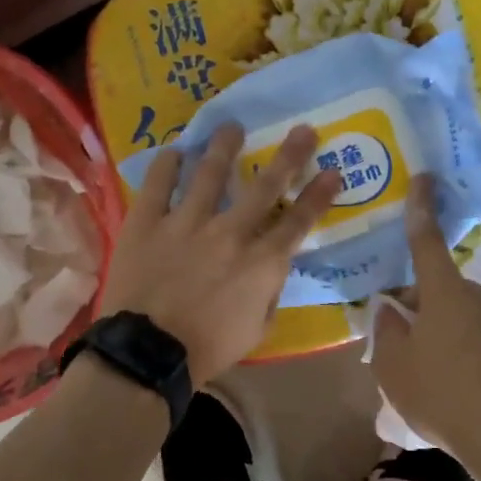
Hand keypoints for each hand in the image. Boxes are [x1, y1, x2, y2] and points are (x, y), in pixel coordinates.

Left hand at [98, 123, 340, 384]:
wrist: (148, 353)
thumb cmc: (208, 349)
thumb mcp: (257, 330)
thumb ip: (269, 294)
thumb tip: (270, 270)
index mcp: (260, 262)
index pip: (298, 221)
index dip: (319, 195)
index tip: (333, 172)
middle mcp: (230, 232)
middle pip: (264, 185)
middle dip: (289, 155)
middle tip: (302, 129)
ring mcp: (186, 222)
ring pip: (209, 172)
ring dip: (224, 146)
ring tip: (231, 126)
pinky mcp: (148, 222)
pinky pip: (158, 184)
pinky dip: (167, 164)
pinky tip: (174, 151)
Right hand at [373, 174, 480, 463]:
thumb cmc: (443, 396)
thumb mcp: (394, 367)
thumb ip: (386, 330)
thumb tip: (392, 308)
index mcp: (446, 293)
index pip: (428, 241)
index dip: (421, 209)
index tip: (424, 178)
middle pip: (442, 288)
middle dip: (421, 304)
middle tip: (402, 340)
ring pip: (464, 312)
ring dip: (445, 327)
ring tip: (432, 369)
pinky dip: (468, 346)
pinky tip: (461, 381)